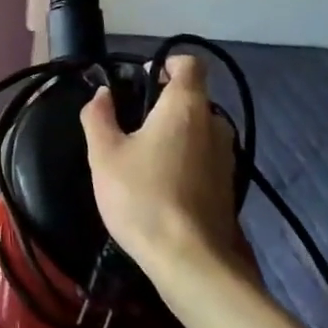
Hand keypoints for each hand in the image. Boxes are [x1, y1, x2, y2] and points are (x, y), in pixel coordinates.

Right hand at [80, 55, 245, 283]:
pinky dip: (184, 161)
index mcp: (186, 106)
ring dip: (174, 136)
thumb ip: (98, 116)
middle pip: (191, 98)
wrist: (190, 263)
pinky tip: (160, 186)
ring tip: (142, 159)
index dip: (165, 64)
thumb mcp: (104, 154)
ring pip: (198, 130)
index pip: (189, 64)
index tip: (140, 83)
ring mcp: (226, 157)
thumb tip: (102, 95)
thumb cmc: (143, 197)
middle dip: (162, 105)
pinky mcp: (228, 186)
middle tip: (129, 126)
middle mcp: (214, 124)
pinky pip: (203, 157)